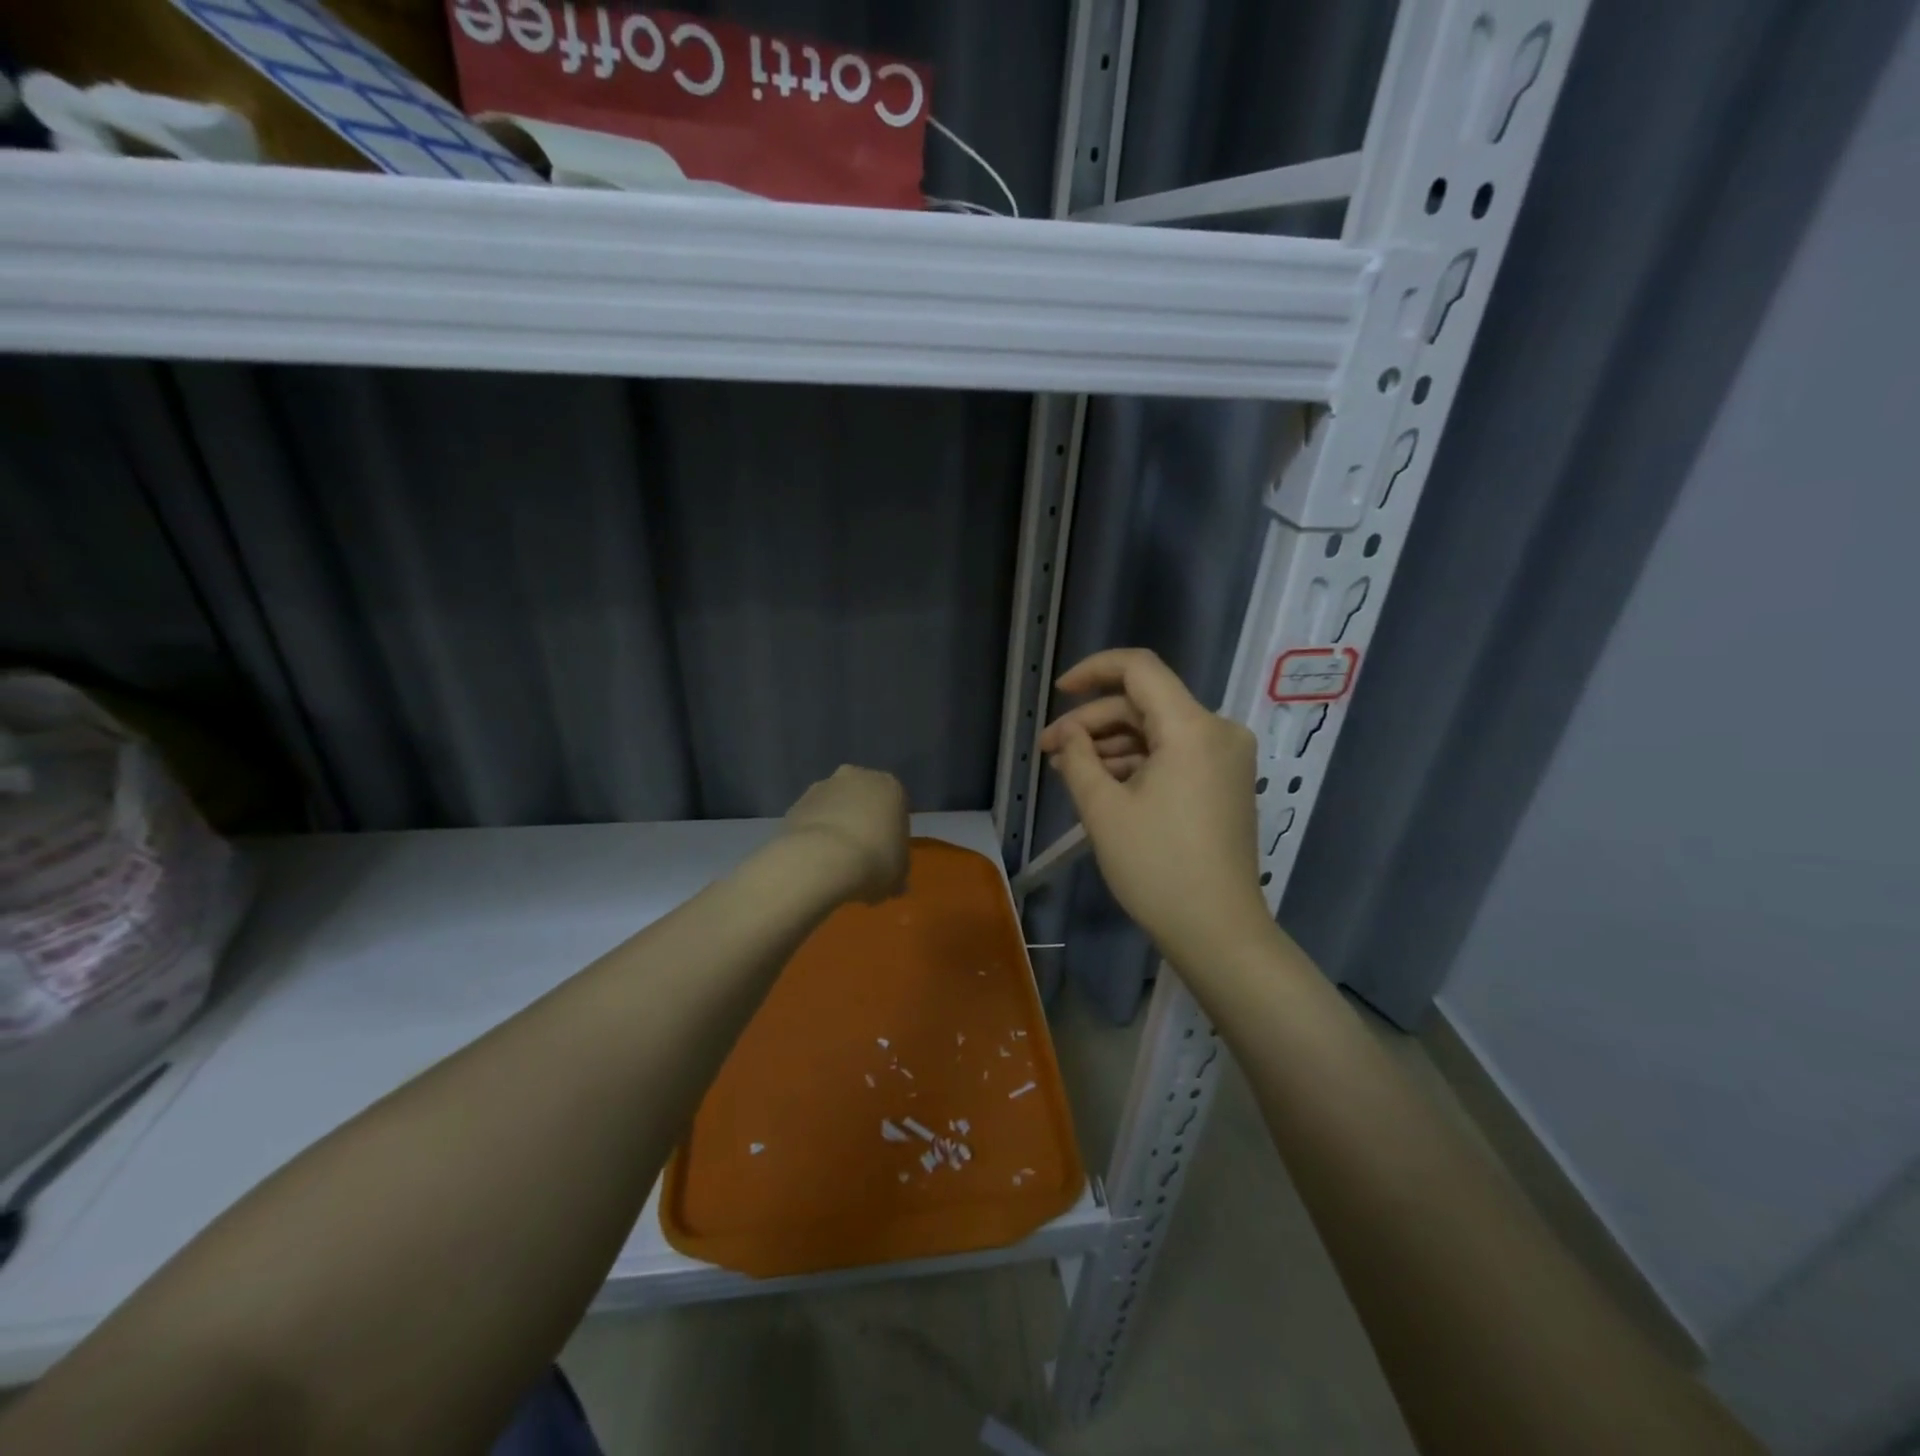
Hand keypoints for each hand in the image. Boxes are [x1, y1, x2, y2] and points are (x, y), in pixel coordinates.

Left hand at [779, 765, 910, 904]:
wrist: (819, 859)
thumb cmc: (873, 861)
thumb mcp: (898, 876)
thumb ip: (898, 875)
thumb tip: (896, 886)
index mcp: (889, 787)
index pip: (897, 807)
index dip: (892, 834)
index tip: (887, 857)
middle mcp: (857, 777)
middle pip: (863, 801)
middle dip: (862, 823)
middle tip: (862, 858)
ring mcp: (822, 787)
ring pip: (835, 807)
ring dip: (836, 827)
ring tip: (834, 864)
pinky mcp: (795, 803)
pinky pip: (812, 820)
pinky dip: (814, 836)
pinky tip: (814, 861)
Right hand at [1038, 649, 1270, 967]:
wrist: (1218, 931)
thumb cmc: (1156, 867)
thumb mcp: (1103, 809)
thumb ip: (1078, 757)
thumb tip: (1069, 734)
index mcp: (1192, 727)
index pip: (1139, 669)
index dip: (1093, 670)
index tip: (1059, 694)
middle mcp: (1218, 732)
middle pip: (1145, 704)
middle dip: (1093, 723)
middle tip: (1049, 750)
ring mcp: (1226, 759)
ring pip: (1157, 732)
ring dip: (1111, 746)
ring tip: (1067, 771)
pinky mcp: (1225, 783)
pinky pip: (1174, 756)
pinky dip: (1137, 763)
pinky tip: (1101, 783)